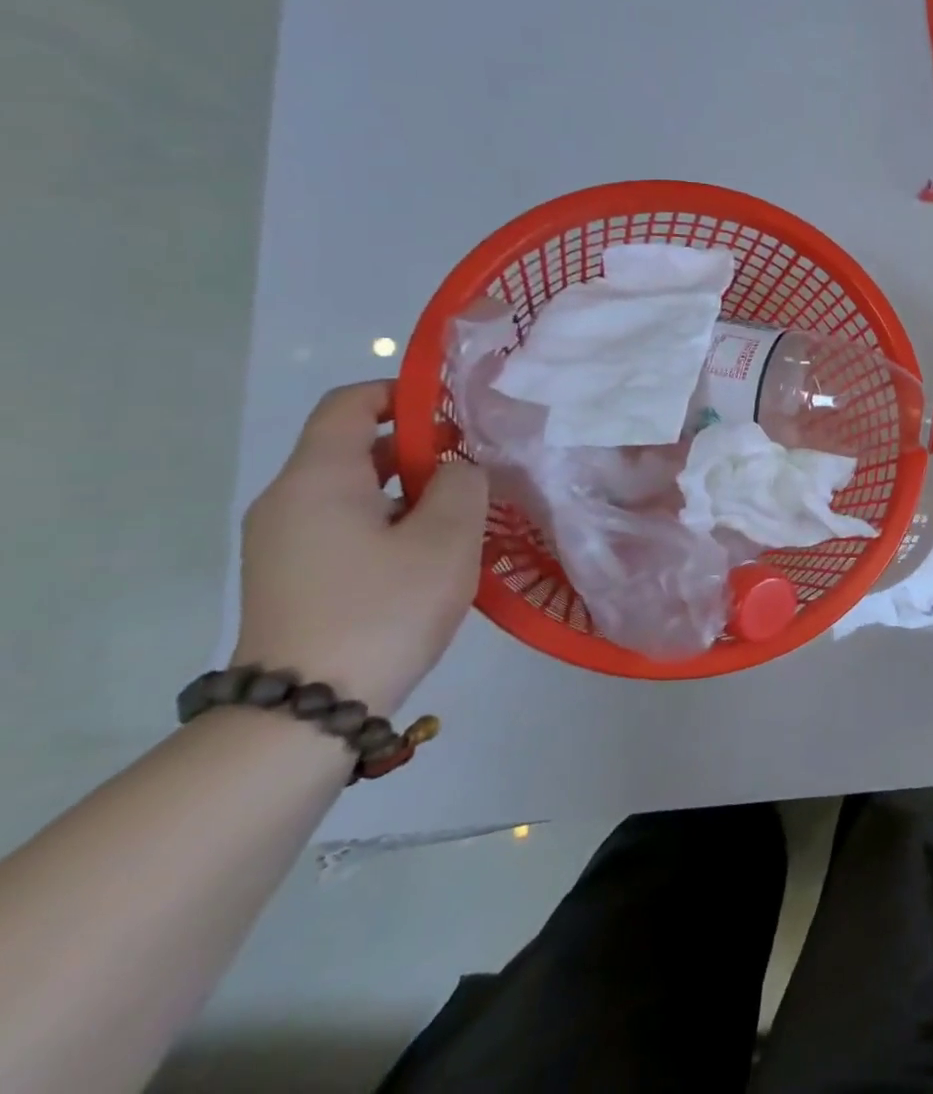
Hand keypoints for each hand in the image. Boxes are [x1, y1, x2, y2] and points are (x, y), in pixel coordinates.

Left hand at [236, 382, 487, 718]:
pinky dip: (389, 521)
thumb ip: (463, 484)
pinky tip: (430, 555)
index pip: (350, 403)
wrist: (306, 710)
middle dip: (420, 448)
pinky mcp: (291, 575)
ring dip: (410, 490)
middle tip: (477, 471)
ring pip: (355, 490)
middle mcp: (288, 500)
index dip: (403, 393)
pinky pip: (345, 524)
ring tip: (464, 517)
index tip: (456, 411)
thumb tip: (457, 468)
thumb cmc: (384, 608)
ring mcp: (284, 541)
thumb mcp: (447, 538)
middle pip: (355, 447)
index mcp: (318, 478)